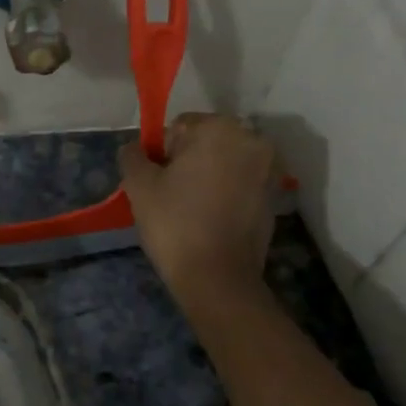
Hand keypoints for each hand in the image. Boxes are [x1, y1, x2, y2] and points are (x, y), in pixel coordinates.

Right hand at [120, 114, 282, 312]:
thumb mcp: (138, 186)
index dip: (161, 154)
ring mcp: (267, 170)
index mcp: (220, 129)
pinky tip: (209, 221)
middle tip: (169, 196)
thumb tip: (135, 149)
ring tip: (189, 210)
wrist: (217, 278)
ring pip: (223, 164)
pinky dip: (224, 194)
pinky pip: (239, 185)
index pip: (179, 127)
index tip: (157, 183)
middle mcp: (251, 141)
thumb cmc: (175, 224)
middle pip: (205, 142)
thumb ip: (132, 156)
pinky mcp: (273, 198)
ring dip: (206, 178)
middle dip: (186, 163)